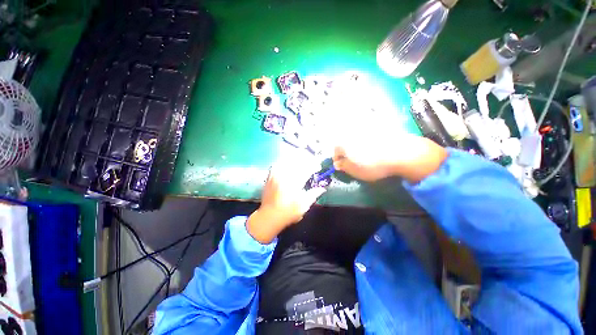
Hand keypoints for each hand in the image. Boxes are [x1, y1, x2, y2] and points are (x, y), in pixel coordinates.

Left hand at [247, 158, 326, 243]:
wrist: (269, 217)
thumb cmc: (288, 213)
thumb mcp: (304, 206)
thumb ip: (313, 194)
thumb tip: (322, 188)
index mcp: (295, 183)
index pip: (307, 169)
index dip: (314, 166)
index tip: (318, 167)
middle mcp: (285, 176)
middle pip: (297, 161)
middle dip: (306, 159)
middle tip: (311, 160)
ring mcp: (276, 175)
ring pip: (286, 160)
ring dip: (295, 157)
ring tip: (301, 157)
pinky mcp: (270, 176)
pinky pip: (277, 164)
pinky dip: (284, 161)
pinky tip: (288, 161)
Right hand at [333, 134, 447, 182]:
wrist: (402, 153)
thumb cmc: (372, 164)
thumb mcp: (354, 171)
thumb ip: (343, 167)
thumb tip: (338, 163)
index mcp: (343, 141)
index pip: (336, 151)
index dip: (338, 160)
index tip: (343, 167)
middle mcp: (352, 130)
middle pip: (346, 142)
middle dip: (347, 152)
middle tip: (354, 161)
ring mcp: (367, 126)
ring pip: (357, 136)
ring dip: (358, 145)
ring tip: (365, 154)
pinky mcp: (380, 125)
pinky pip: (370, 133)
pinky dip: (370, 140)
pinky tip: (376, 147)